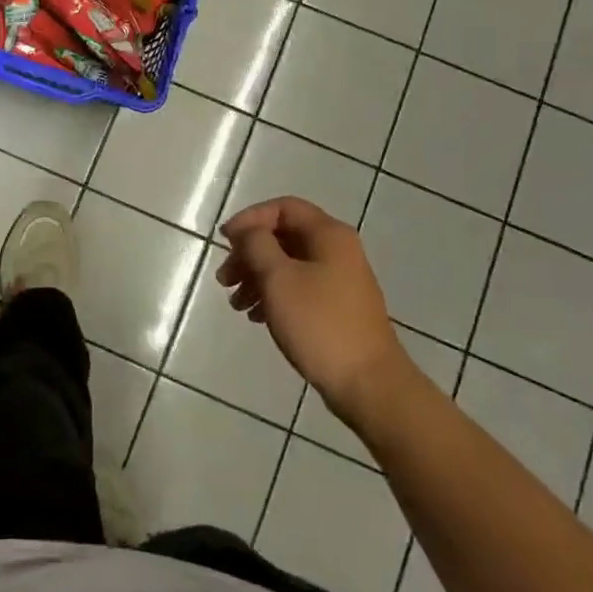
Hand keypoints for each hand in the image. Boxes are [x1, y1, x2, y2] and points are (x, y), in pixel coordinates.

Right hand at [217, 197, 411, 427]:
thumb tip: (248, 231)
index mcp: (329, 234)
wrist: (368, 384)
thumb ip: (257, 245)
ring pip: (289, 264)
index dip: (250, 219)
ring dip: (257, 277)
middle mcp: (338, 250)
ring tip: (236, 303)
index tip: (225, 242)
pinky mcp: (338, 307)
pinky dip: (274, 295)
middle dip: (250, 253)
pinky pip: (299, 288)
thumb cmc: (319, 324)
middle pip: (284, 236)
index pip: (283, 207)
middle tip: (225, 279)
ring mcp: (340, 280)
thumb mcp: (278, 278)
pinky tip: (257, 317)